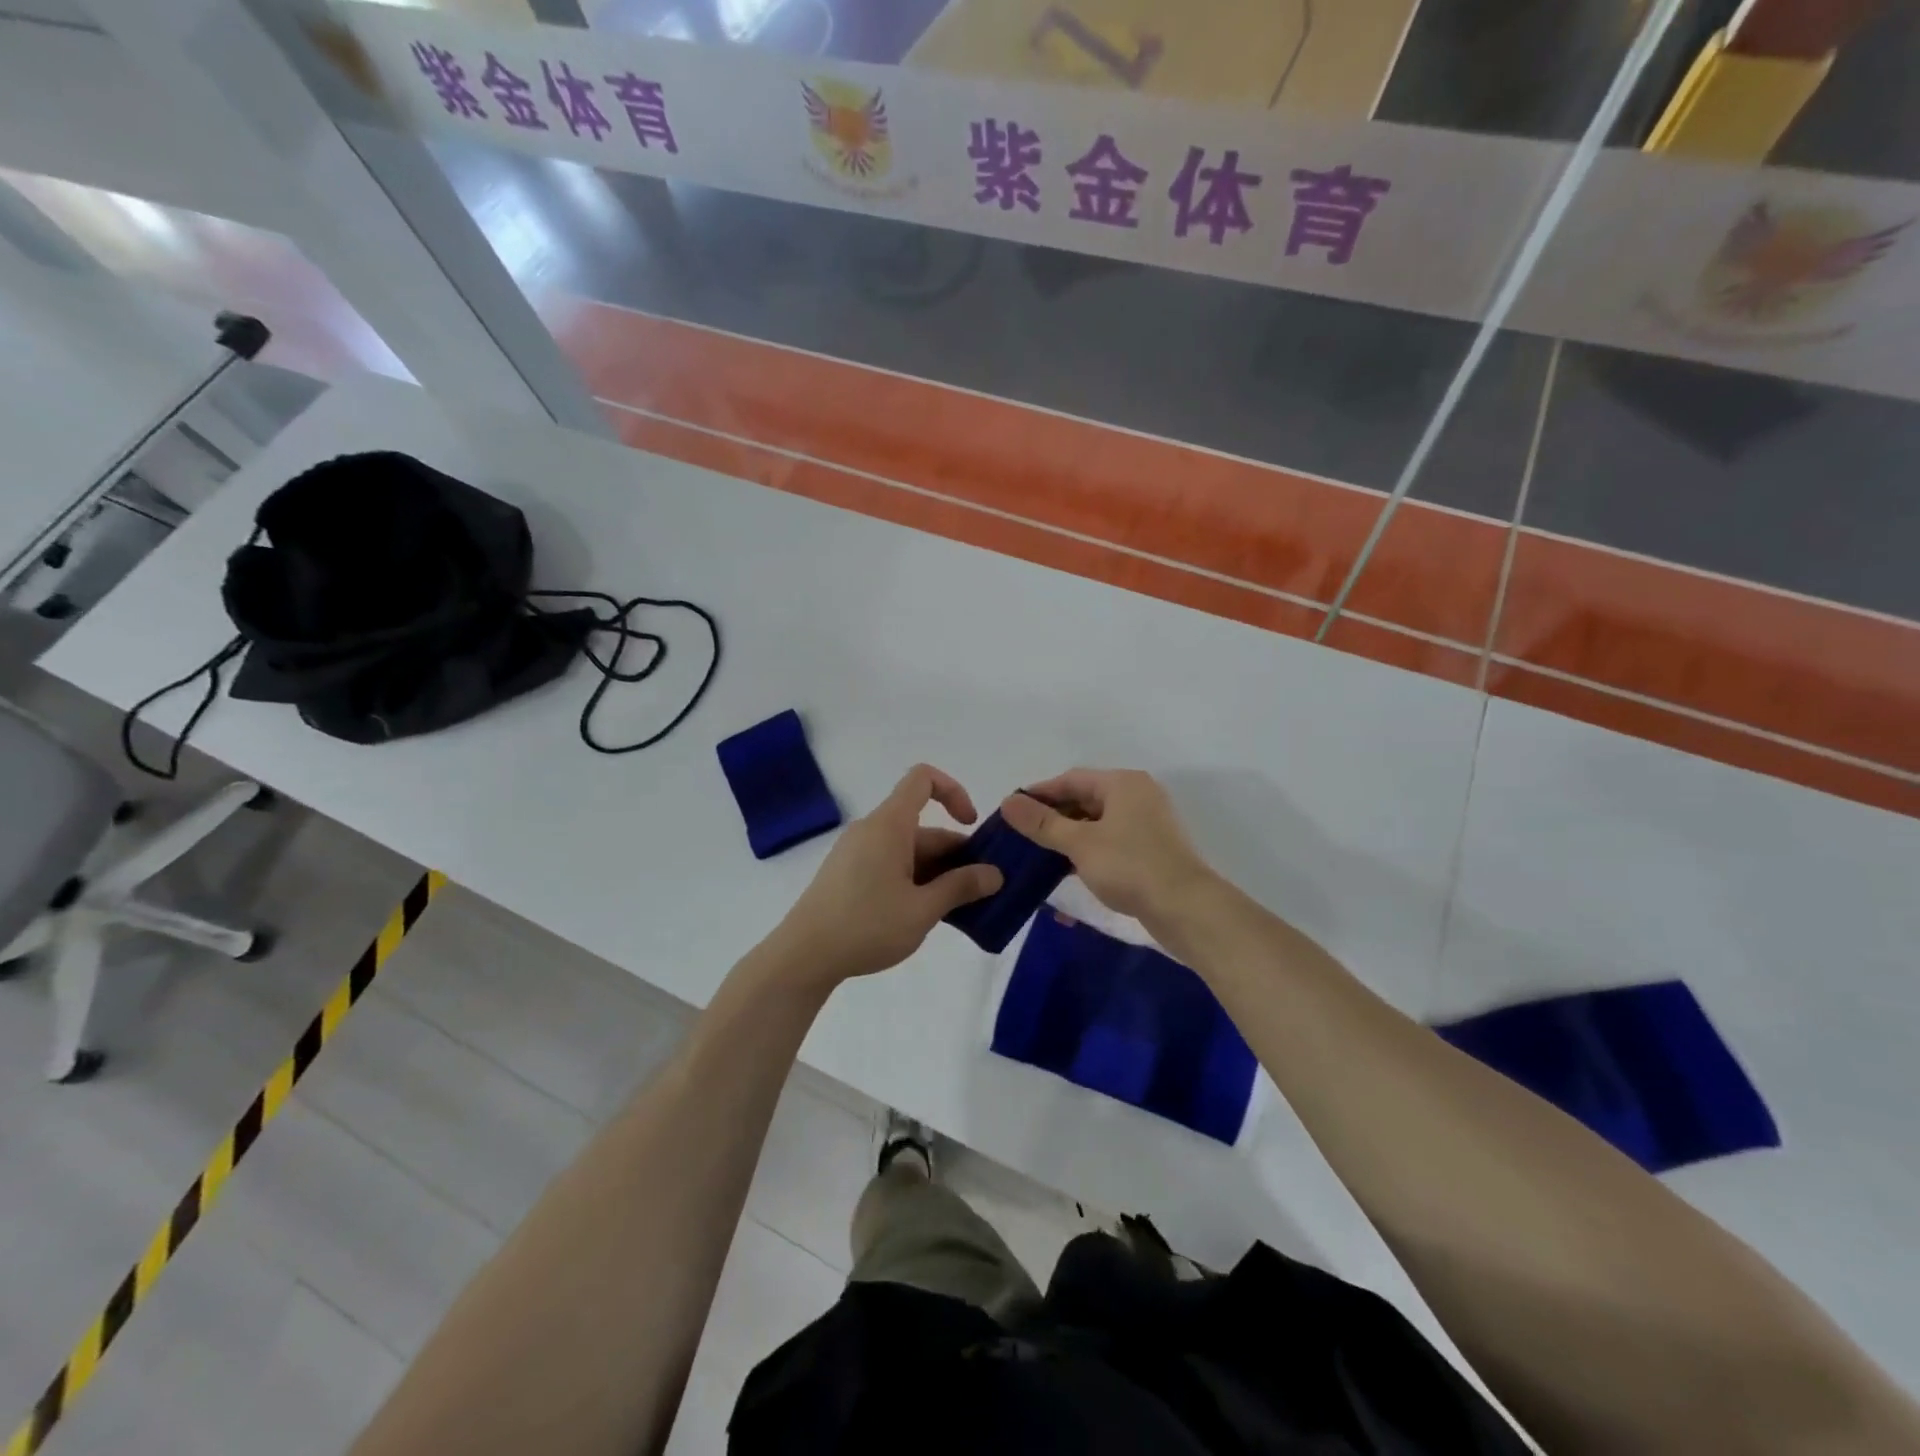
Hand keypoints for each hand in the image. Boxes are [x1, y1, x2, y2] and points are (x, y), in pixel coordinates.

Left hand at [774, 764, 1003, 985]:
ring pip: (908, 850)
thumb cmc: (866, 926)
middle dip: (955, 854)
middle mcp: (871, 830)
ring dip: (937, 872)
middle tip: (981, 891)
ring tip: (957, 910)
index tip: (971, 826)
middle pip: (922, 826)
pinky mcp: (847, 874)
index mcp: (889, 825)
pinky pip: (890, 864)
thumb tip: (995, 874)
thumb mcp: (922, 910)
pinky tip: (924, 915)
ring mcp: (856, 853)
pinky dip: (914, 880)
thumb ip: (961, 887)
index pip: (923, 779)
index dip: (954, 791)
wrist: (802, 957)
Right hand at [1000, 769, 1215, 923]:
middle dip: (1052, 818)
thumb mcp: (1080, 843)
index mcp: (1122, 783)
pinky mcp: (1151, 851)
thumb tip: (1008, 801)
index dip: (1038, 794)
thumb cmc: (1130, 866)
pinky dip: (1087, 853)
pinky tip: (1067, 872)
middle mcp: (1137, 796)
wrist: (1186, 909)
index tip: (1010, 811)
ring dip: (1068, 838)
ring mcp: (1147, 824)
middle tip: (1020, 836)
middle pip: (1084, 800)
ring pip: (1096, 824)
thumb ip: (1042, 823)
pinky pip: (1110, 843)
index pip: (1070, 779)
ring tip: (1037, 856)